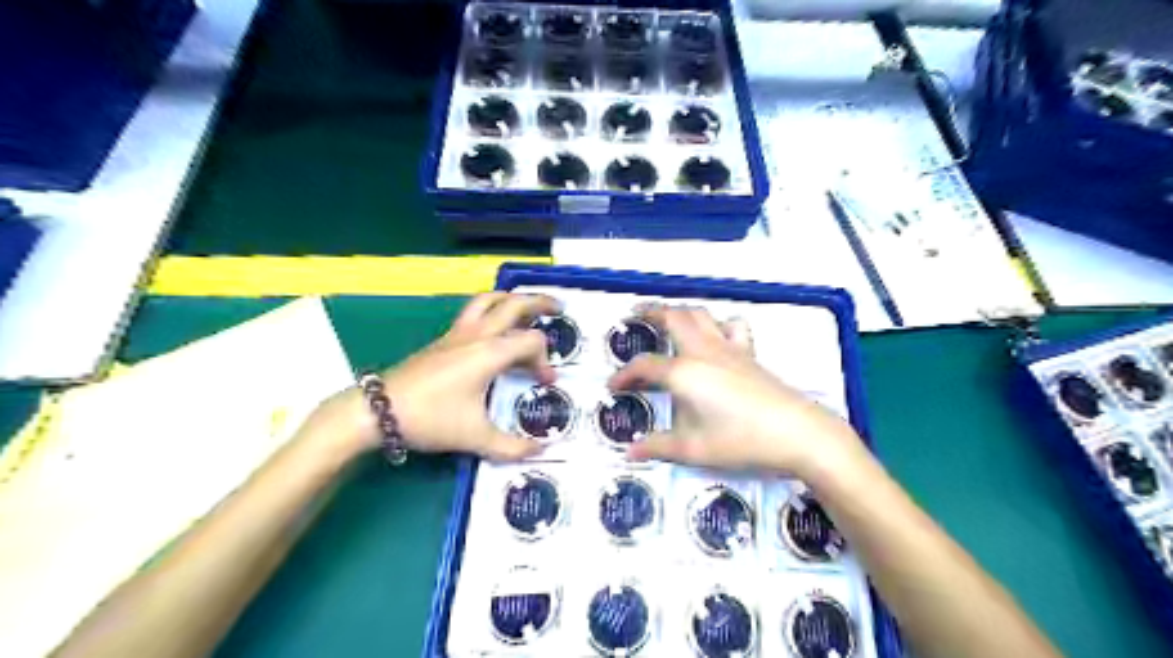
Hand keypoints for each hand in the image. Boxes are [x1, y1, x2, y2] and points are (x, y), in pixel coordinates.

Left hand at [310, 293, 558, 463]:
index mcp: (490, 352)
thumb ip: (512, 446)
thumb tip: (540, 451)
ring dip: (511, 299)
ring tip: (526, 306)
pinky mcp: (443, 339)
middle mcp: (477, 335)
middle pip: (513, 304)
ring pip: (489, 300)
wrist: (378, 410)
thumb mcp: (476, 437)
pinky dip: (492, 310)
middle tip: (558, 306)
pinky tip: (494, 328)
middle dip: (539, 302)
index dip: (545, 361)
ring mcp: (457, 334)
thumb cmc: (431, 419)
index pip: (531, 342)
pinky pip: (474, 312)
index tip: (545, 383)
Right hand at [610, 303, 863, 481]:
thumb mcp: (694, 449)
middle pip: (673, 317)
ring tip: (669, 318)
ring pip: (701, 314)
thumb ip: (659, 446)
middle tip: (634, 315)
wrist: (797, 432)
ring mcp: (729, 348)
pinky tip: (716, 336)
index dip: (624, 374)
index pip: (644, 366)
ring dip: (681, 311)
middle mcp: (703, 351)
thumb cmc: (741, 441)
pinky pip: (731, 326)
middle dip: (650, 312)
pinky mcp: (749, 353)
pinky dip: (718, 323)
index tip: (612, 386)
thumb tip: (630, 452)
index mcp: (684, 372)